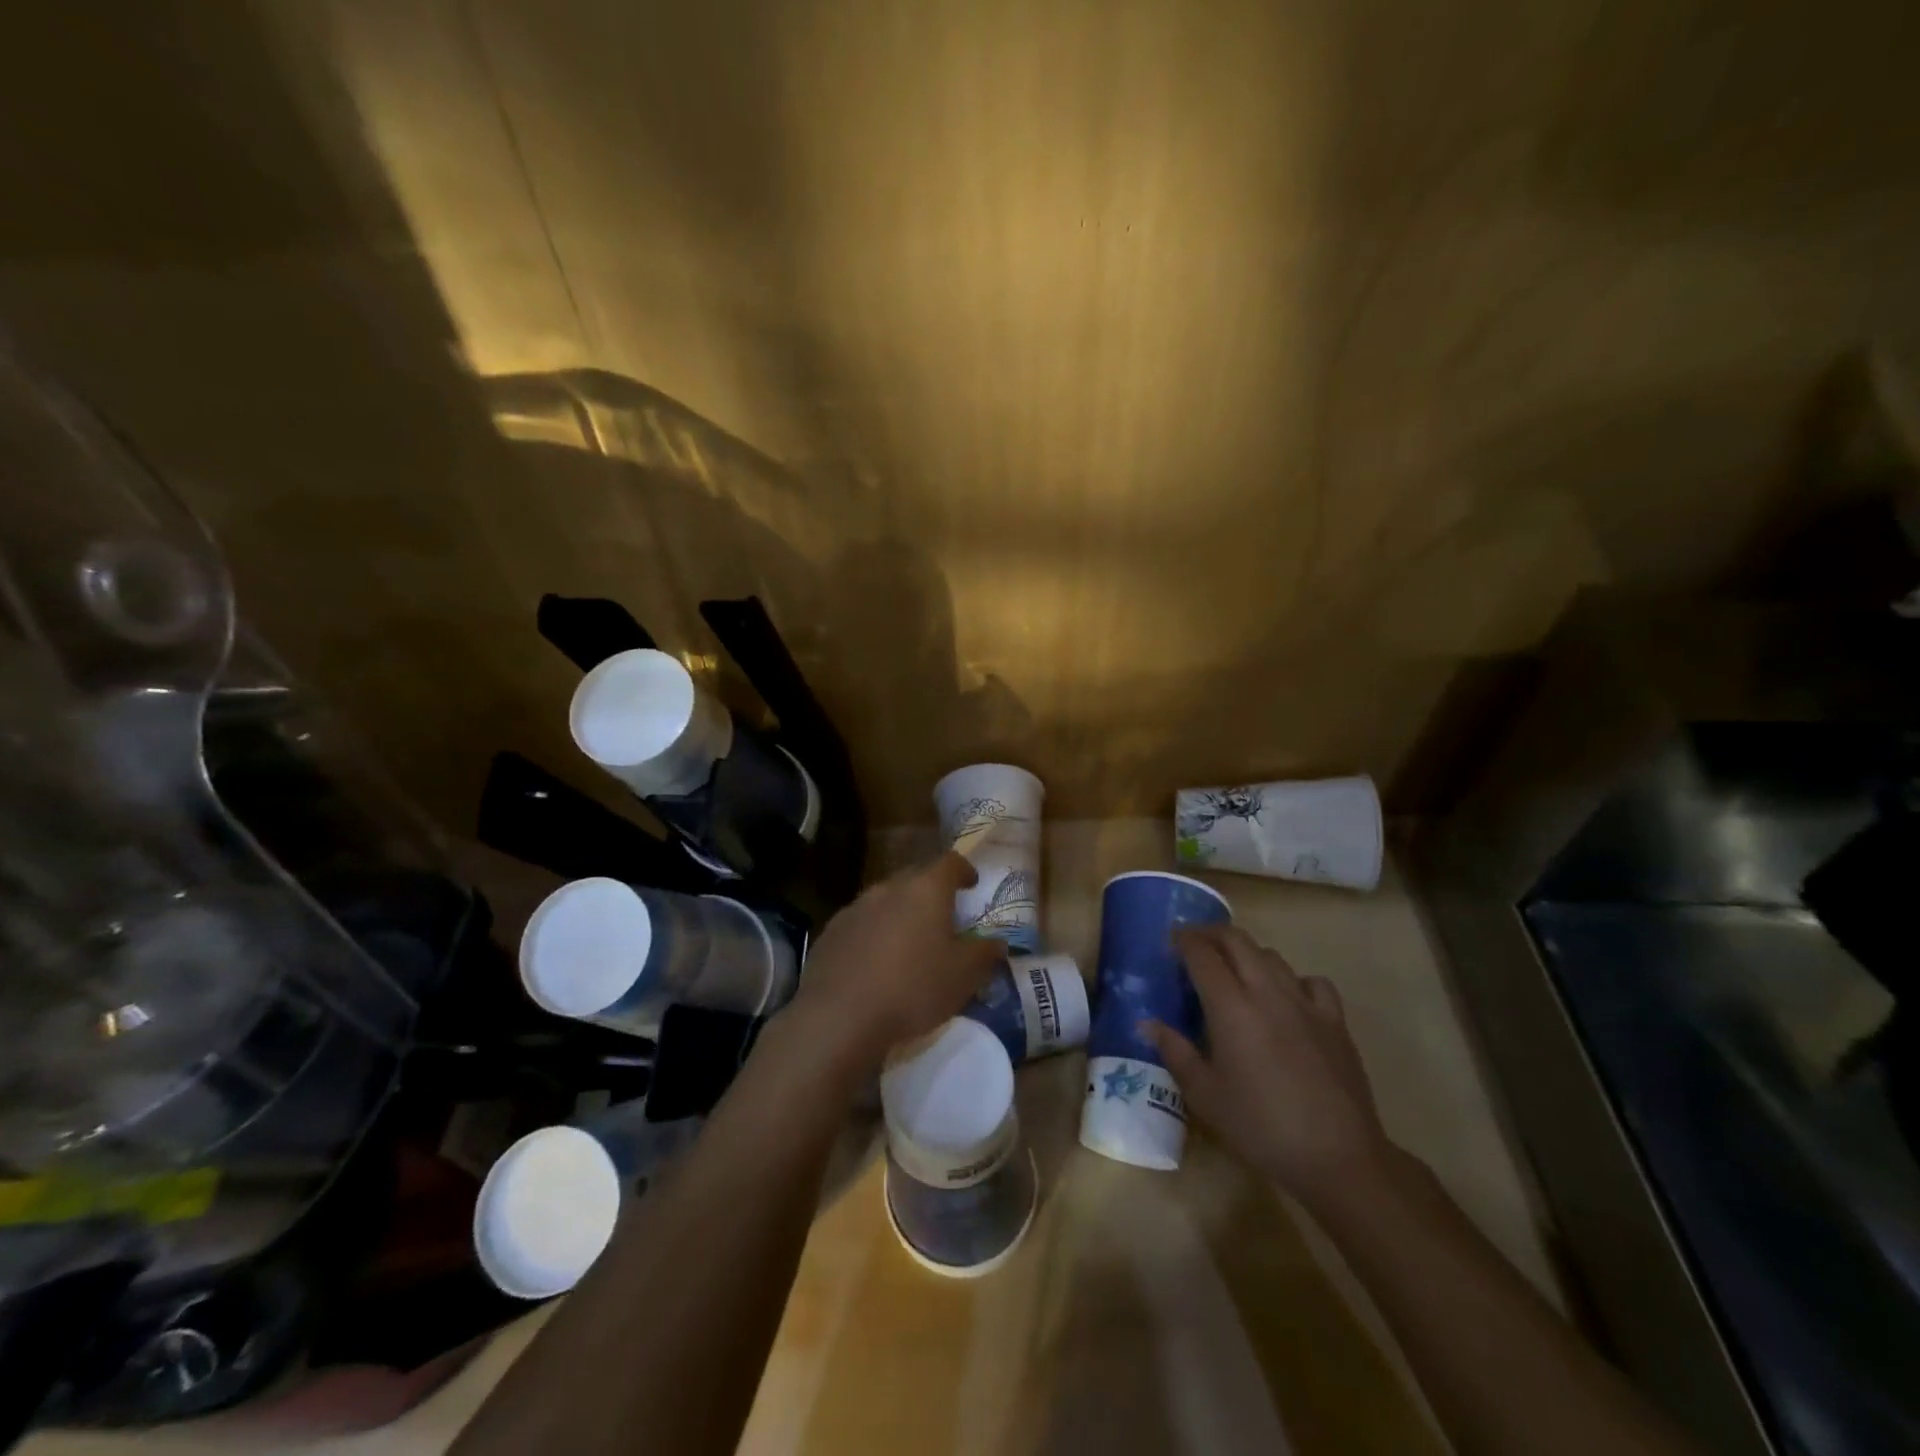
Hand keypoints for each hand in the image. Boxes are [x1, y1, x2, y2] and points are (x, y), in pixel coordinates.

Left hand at [786, 852, 1003, 1072]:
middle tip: (943, 918)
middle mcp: (888, 888)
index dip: (963, 870)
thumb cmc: (913, 988)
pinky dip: (873, 934)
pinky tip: (874, 964)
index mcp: (925, 890)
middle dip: (930, 893)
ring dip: (900, 914)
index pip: (950, 862)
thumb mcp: (963, 976)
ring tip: (909, 943)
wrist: (839, 1016)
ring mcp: (855, 908)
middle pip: (915, 878)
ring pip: (885, 901)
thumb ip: (985, 954)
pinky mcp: (830, 932)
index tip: (971, 884)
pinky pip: (860, 924)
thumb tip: (998, 943)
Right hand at [1144, 925, 1394, 1211]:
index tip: (1170, 942)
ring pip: (1272, 956)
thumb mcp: (1205, 1096)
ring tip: (1235, 972)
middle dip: (1212, 934)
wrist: (1338, 1157)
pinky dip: (1293, 980)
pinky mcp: (1335, 1021)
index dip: (1183, 940)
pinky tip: (1287, 999)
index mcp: (1230, 1006)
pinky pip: (1312, 982)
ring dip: (1247, 954)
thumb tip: (1148, 1023)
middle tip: (1195, 946)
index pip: (1202, 953)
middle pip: (1237, 940)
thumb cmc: (1260, 1127)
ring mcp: (1305, 1003)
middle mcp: (1267, 992)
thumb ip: (1175, 1052)